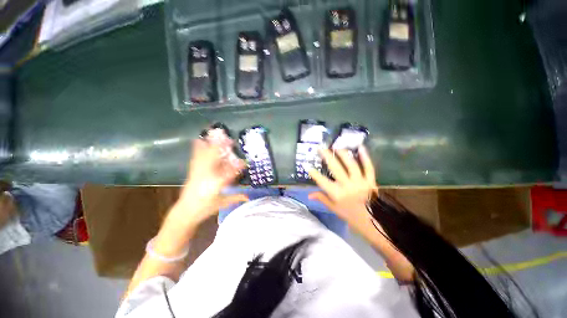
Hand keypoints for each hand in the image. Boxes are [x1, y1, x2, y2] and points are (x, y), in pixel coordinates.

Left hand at [173, 139, 247, 226]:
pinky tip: (198, 140)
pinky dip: (197, 148)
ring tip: (214, 133)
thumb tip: (248, 196)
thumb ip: (236, 197)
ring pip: (203, 155)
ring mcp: (197, 172)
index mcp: (215, 185)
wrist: (185, 211)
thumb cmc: (205, 208)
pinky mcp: (192, 171)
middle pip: (213, 158)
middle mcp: (206, 176)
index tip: (245, 161)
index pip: (229, 174)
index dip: (237, 167)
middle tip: (229, 139)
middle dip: (221, 147)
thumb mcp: (222, 203)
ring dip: (209, 144)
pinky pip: (195, 157)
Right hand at [307, 147, 377, 233]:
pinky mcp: (371, 181)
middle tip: (321, 148)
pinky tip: (360, 147)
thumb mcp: (334, 209)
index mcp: (337, 194)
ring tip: (336, 147)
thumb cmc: (351, 216)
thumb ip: (322, 198)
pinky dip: (365, 157)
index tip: (308, 166)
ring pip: (351, 165)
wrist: (373, 222)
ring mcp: (360, 182)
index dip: (314, 174)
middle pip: (336, 168)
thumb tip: (309, 195)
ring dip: (343, 154)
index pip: (322, 182)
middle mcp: (348, 186)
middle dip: (327, 156)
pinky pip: (369, 167)